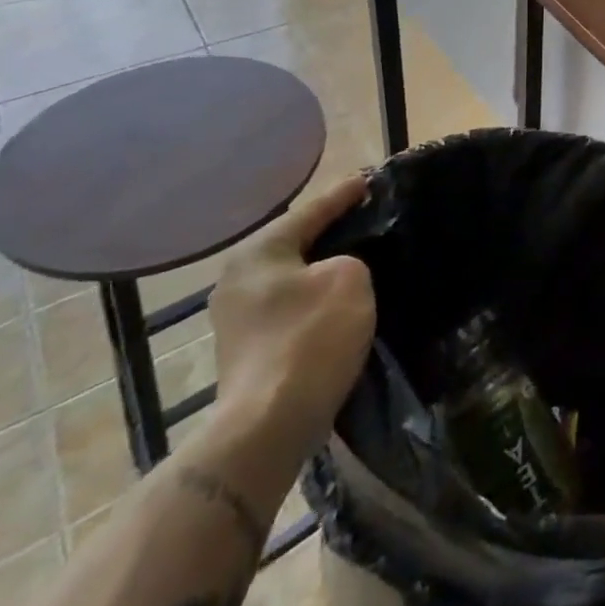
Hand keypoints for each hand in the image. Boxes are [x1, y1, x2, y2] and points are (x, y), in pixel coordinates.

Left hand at [208, 174, 376, 461]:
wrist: (269, 425)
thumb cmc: (310, 338)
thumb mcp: (350, 278)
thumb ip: (350, 259)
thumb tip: (337, 272)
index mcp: (258, 252)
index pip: (310, 211)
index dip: (343, 194)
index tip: (368, 180)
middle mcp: (237, 279)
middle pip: (295, 243)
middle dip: (330, 231)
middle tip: (366, 217)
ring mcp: (236, 318)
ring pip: (292, 277)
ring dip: (322, 269)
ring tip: (359, 258)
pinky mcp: (246, 350)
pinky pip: (290, 307)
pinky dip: (315, 298)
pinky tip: (339, 301)